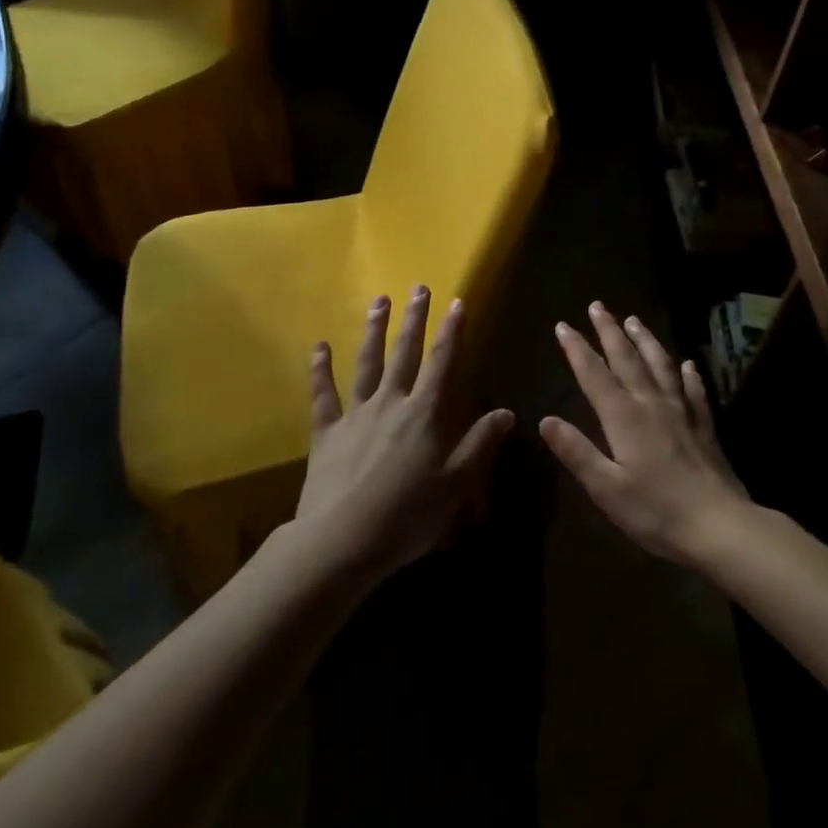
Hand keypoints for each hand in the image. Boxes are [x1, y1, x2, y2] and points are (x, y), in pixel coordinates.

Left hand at [295, 287, 514, 577]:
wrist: (342, 539)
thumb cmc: (407, 516)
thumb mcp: (455, 484)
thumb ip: (480, 445)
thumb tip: (508, 412)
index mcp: (423, 414)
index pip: (442, 363)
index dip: (452, 332)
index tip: (457, 302)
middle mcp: (389, 403)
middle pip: (404, 354)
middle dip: (413, 320)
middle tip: (417, 288)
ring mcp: (355, 414)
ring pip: (366, 364)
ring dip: (374, 331)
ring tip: (378, 301)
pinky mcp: (326, 432)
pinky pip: (323, 395)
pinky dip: (320, 370)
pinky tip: (318, 347)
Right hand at [539, 302, 750, 564]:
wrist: (720, 526)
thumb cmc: (656, 511)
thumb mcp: (606, 488)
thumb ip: (576, 452)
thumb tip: (545, 420)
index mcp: (624, 417)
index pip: (594, 374)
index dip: (577, 349)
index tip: (563, 325)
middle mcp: (651, 404)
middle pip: (627, 359)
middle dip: (609, 331)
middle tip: (597, 306)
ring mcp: (681, 413)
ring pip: (660, 365)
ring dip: (645, 340)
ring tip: (634, 319)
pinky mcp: (704, 427)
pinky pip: (694, 391)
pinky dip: (688, 374)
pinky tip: (687, 364)